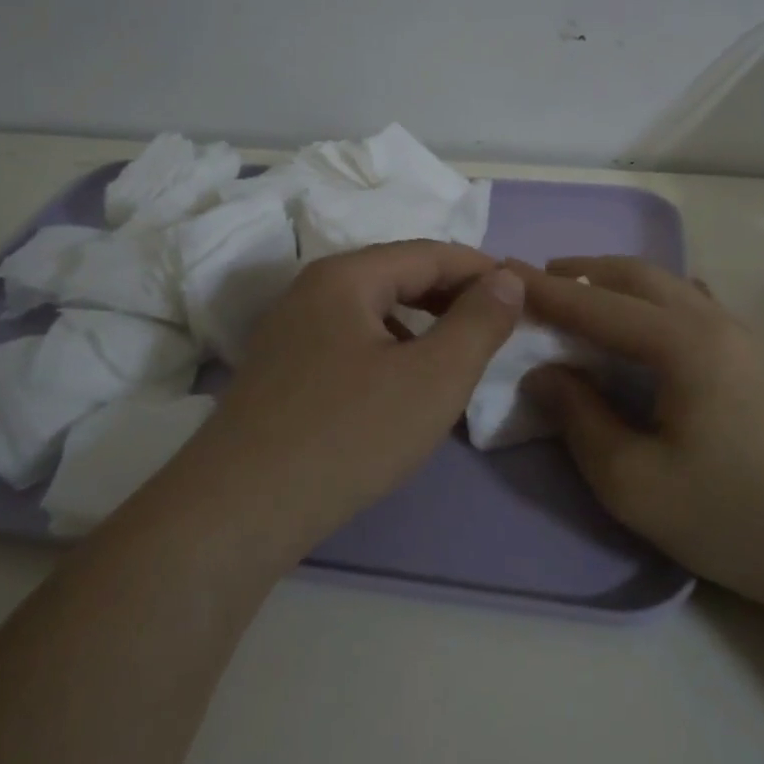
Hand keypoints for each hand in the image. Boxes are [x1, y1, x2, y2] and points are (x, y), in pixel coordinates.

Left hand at [188, 241, 524, 552]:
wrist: (239, 511)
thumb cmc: (349, 434)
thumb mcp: (434, 377)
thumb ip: (479, 322)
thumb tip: (507, 279)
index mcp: (347, 276)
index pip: (430, 253)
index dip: (482, 269)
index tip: (524, 293)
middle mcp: (311, 291)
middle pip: (397, 276)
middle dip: (452, 296)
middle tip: (497, 324)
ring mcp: (289, 332)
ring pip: (372, 312)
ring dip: (421, 324)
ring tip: (455, 356)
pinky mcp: (280, 372)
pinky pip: (349, 342)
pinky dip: (389, 351)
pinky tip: (401, 387)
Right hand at [517, 257, 763, 619]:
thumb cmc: (732, 518)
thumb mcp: (634, 482)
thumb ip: (579, 418)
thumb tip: (544, 373)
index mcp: (681, 343)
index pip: (596, 303)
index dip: (544, 289)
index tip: (500, 270)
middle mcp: (712, 322)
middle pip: (636, 276)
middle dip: (581, 273)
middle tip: (536, 285)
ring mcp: (740, 336)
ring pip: (667, 285)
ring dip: (617, 284)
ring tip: (581, 300)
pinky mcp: (753, 357)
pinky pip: (691, 304)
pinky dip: (651, 300)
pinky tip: (643, 326)